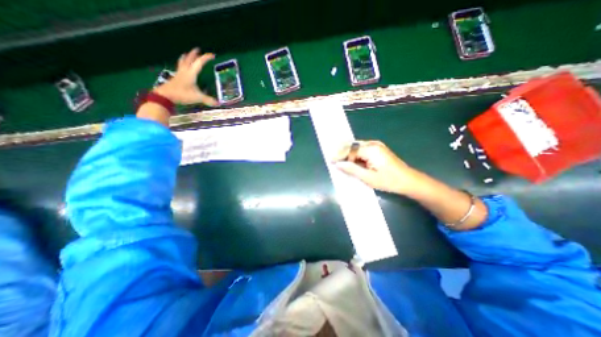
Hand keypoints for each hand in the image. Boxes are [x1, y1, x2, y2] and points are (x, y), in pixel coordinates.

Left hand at [153, 48, 219, 104]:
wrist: (166, 95)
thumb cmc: (182, 94)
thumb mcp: (197, 97)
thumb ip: (208, 100)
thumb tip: (218, 103)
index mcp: (191, 73)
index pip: (199, 62)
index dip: (206, 58)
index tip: (213, 55)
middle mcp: (185, 71)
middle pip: (189, 59)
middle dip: (194, 54)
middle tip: (198, 49)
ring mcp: (179, 73)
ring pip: (182, 62)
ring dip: (186, 57)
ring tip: (187, 54)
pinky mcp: (175, 77)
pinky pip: (179, 67)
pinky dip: (182, 64)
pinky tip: (182, 67)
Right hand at [334, 141, 418, 195]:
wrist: (409, 181)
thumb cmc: (389, 181)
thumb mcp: (368, 178)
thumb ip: (352, 169)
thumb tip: (337, 164)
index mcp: (371, 150)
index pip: (350, 150)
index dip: (339, 155)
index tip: (330, 161)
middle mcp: (373, 144)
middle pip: (352, 146)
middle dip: (342, 152)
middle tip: (333, 160)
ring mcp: (376, 146)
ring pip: (357, 147)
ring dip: (348, 153)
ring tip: (339, 160)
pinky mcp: (378, 149)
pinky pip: (362, 150)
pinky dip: (355, 155)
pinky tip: (350, 160)